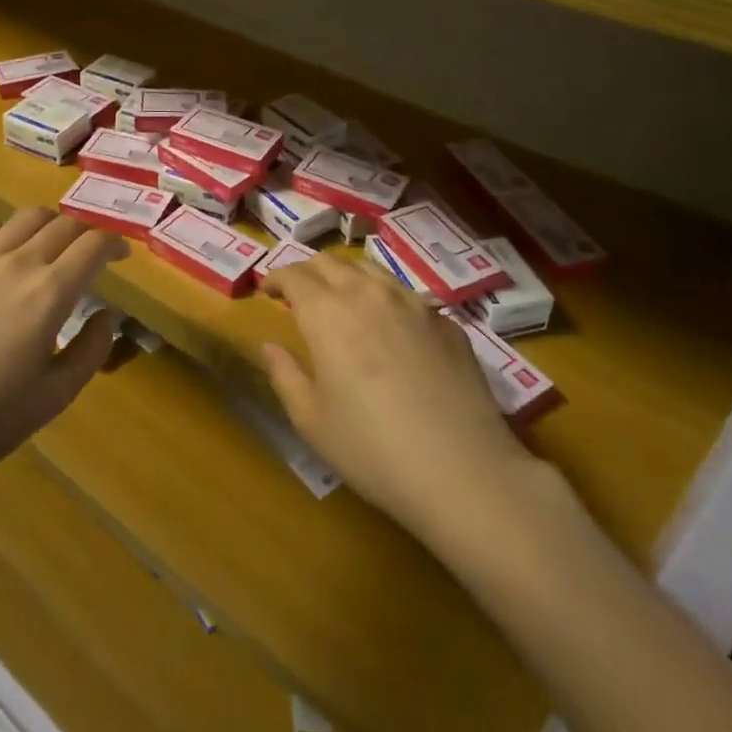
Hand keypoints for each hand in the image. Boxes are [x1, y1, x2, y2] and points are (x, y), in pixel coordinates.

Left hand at [0, 207, 126, 489]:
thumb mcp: (55, 396)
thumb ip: (91, 351)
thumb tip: (107, 316)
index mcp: (50, 294)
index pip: (94, 246)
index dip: (115, 244)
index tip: (123, 256)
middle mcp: (18, 264)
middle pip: (63, 225)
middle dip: (87, 233)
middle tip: (91, 254)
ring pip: (24, 218)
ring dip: (49, 224)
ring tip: (52, 246)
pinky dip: (4, 232)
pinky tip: (3, 252)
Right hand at [263, 255, 534, 545]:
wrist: (463, 469)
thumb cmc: (373, 449)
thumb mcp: (312, 421)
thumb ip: (285, 375)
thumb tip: (270, 347)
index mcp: (328, 313)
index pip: (294, 275)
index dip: (276, 278)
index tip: (268, 292)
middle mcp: (369, 294)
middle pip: (331, 261)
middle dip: (309, 271)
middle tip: (300, 295)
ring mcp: (413, 303)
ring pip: (371, 270)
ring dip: (348, 277)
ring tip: (343, 302)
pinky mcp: (446, 321)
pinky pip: (406, 295)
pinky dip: (386, 299)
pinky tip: (391, 330)